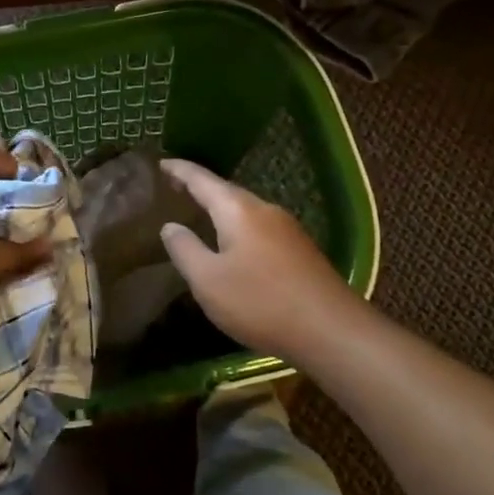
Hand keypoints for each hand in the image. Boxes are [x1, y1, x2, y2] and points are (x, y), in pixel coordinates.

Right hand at [158, 158, 365, 360]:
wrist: (333, 331)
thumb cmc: (261, 302)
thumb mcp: (208, 280)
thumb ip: (185, 250)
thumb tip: (170, 226)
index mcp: (237, 210)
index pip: (201, 179)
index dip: (179, 170)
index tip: (160, 163)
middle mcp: (264, 209)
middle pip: (226, 191)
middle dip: (200, 187)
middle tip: (174, 187)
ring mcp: (287, 229)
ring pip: (245, 210)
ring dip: (220, 209)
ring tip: (199, 214)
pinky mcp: (300, 250)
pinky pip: (259, 227)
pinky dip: (237, 226)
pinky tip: (233, 244)